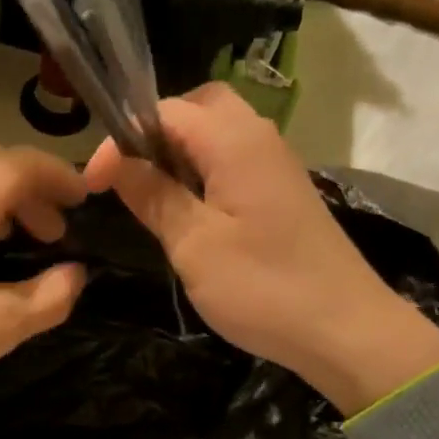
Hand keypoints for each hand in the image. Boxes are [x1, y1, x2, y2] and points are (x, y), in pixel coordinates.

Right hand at [84, 84, 438, 415]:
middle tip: (128, 176)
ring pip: (219, 135)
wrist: (345, 329)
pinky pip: (235, 163)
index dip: (121, 139)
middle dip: (156, 133)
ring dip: (180, 155)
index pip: (166, 111)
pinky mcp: (283, 195)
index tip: (94, 184)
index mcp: (235, 142)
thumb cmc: (263, 288)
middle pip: (199, 108)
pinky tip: (190, 215)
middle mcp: (260, 139)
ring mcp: (276, 166)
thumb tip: (116, 163)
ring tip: (151, 197)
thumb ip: (154, 197)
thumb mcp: (194, 245)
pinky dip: (204, 174)